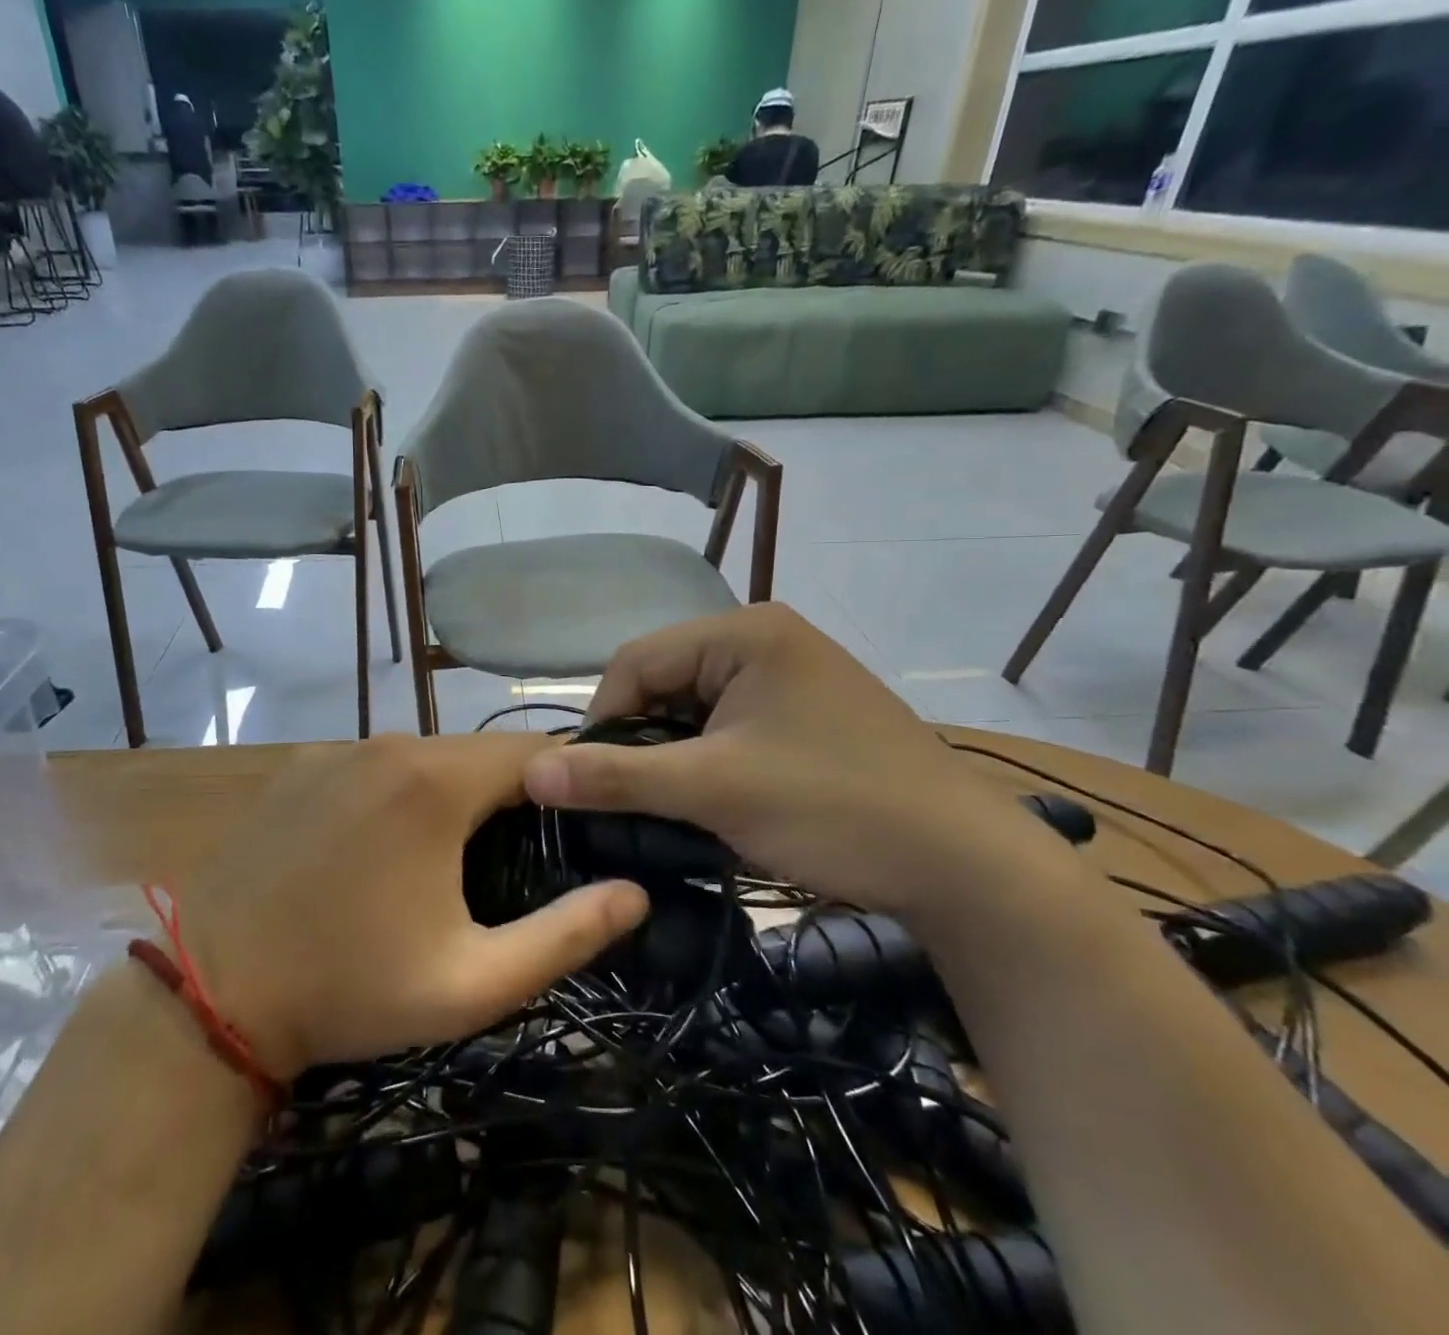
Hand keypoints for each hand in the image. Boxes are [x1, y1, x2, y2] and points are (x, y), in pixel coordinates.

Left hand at [171, 735, 649, 1080]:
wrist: (213, 991)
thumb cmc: (351, 987)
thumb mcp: (472, 981)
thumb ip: (566, 935)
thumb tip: (635, 894)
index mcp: (437, 781)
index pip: (534, 752)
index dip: (568, 782)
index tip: (585, 822)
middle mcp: (389, 744)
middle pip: (479, 754)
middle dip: (512, 794)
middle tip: (524, 855)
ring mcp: (338, 750)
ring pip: (426, 757)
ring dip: (454, 794)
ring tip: (458, 856)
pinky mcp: (301, 767)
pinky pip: (376, 766)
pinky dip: (400, 792)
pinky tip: (385, 848)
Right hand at [522, 604, 1055, 926]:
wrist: (966, 866)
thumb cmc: (832, 808)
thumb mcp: (713, 790)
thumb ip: (617, 777)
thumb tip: (531, 772)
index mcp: (744, 631)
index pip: (636, 661)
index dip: (603, 721)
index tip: (593, 784)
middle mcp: (765, 638)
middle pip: (666, 681)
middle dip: (642, 741)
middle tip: (636, 802)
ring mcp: (791, 674)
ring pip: (696, 707)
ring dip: (675, 755)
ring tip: (676, 806)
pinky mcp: (806, 711)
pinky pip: (731, 724)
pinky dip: (709, 760)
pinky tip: (714, 800)